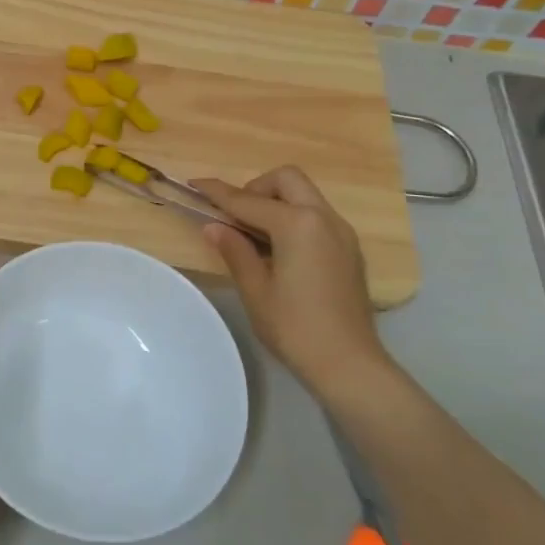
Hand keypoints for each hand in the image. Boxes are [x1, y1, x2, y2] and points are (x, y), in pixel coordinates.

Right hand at [193, 167, 395, 398]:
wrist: (349, 365)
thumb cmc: (295, 328)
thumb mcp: (255, 290)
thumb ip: (234, 250)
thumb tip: (213, 226)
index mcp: (298, 225)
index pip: (248, 200)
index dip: (218, 192)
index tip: (194, 183)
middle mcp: (324, 218)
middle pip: (287, 179)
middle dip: (256, 188)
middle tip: (236, 216)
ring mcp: (342, 232)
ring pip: (305, 195)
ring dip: (276, 201)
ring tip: (253, 234)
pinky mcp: (349, 249)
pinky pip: (317, 215)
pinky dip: (294, 217)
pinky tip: (279, 249)